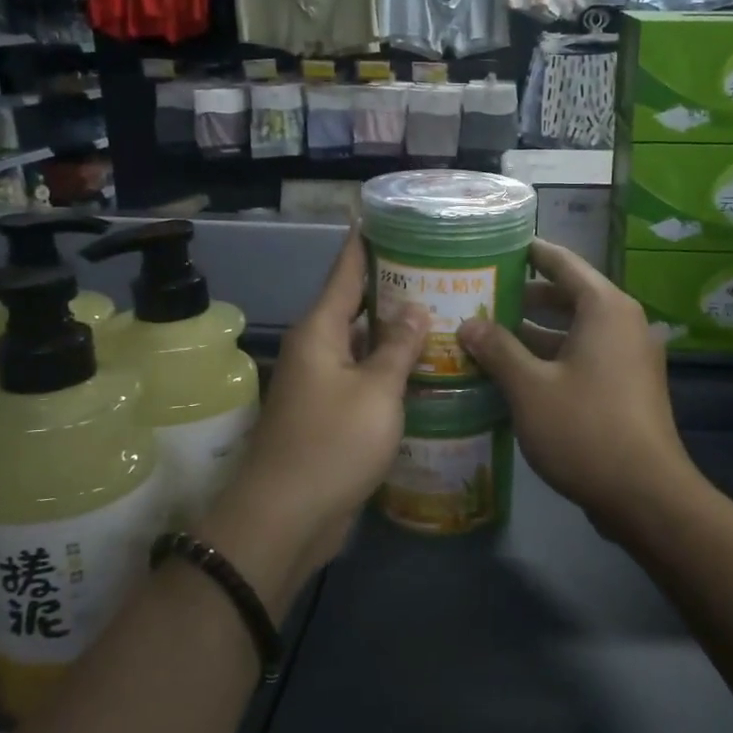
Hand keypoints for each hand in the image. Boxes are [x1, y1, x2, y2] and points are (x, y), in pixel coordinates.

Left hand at [205, 231, 425, 605]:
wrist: (288, 517)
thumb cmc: (332, 443)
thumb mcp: (376, 391)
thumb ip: (398, 347)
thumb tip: (414, 308)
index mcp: (320, 331)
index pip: (345, 272)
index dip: (365, 243)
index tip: (383, 215)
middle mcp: (317, 350)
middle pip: (356, 307)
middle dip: (394, 289)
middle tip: (440, 271)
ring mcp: (322, 384)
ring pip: (363, 346)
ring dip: (396, 334)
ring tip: (443, 315)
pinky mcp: (331, 415)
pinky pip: (364, 379)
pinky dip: (391, 371)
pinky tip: (426, 370)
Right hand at [458, 240, 697, 537]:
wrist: (646, 495)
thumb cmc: (585, 429)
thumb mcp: (530, 387)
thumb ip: (498, 349)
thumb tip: (469, 324)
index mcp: (606, 309)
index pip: (564, 263)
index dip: (532, 252)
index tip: (499, 245)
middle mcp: (623, 324)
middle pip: (569, 296)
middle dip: (525, 296)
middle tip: (481, 294)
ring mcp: (629, 358)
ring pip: (575, 331)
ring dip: (535, 332)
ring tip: (488, 334)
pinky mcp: (627, 388)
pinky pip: (584, 357)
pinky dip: (552, 357)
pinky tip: (516, 374)